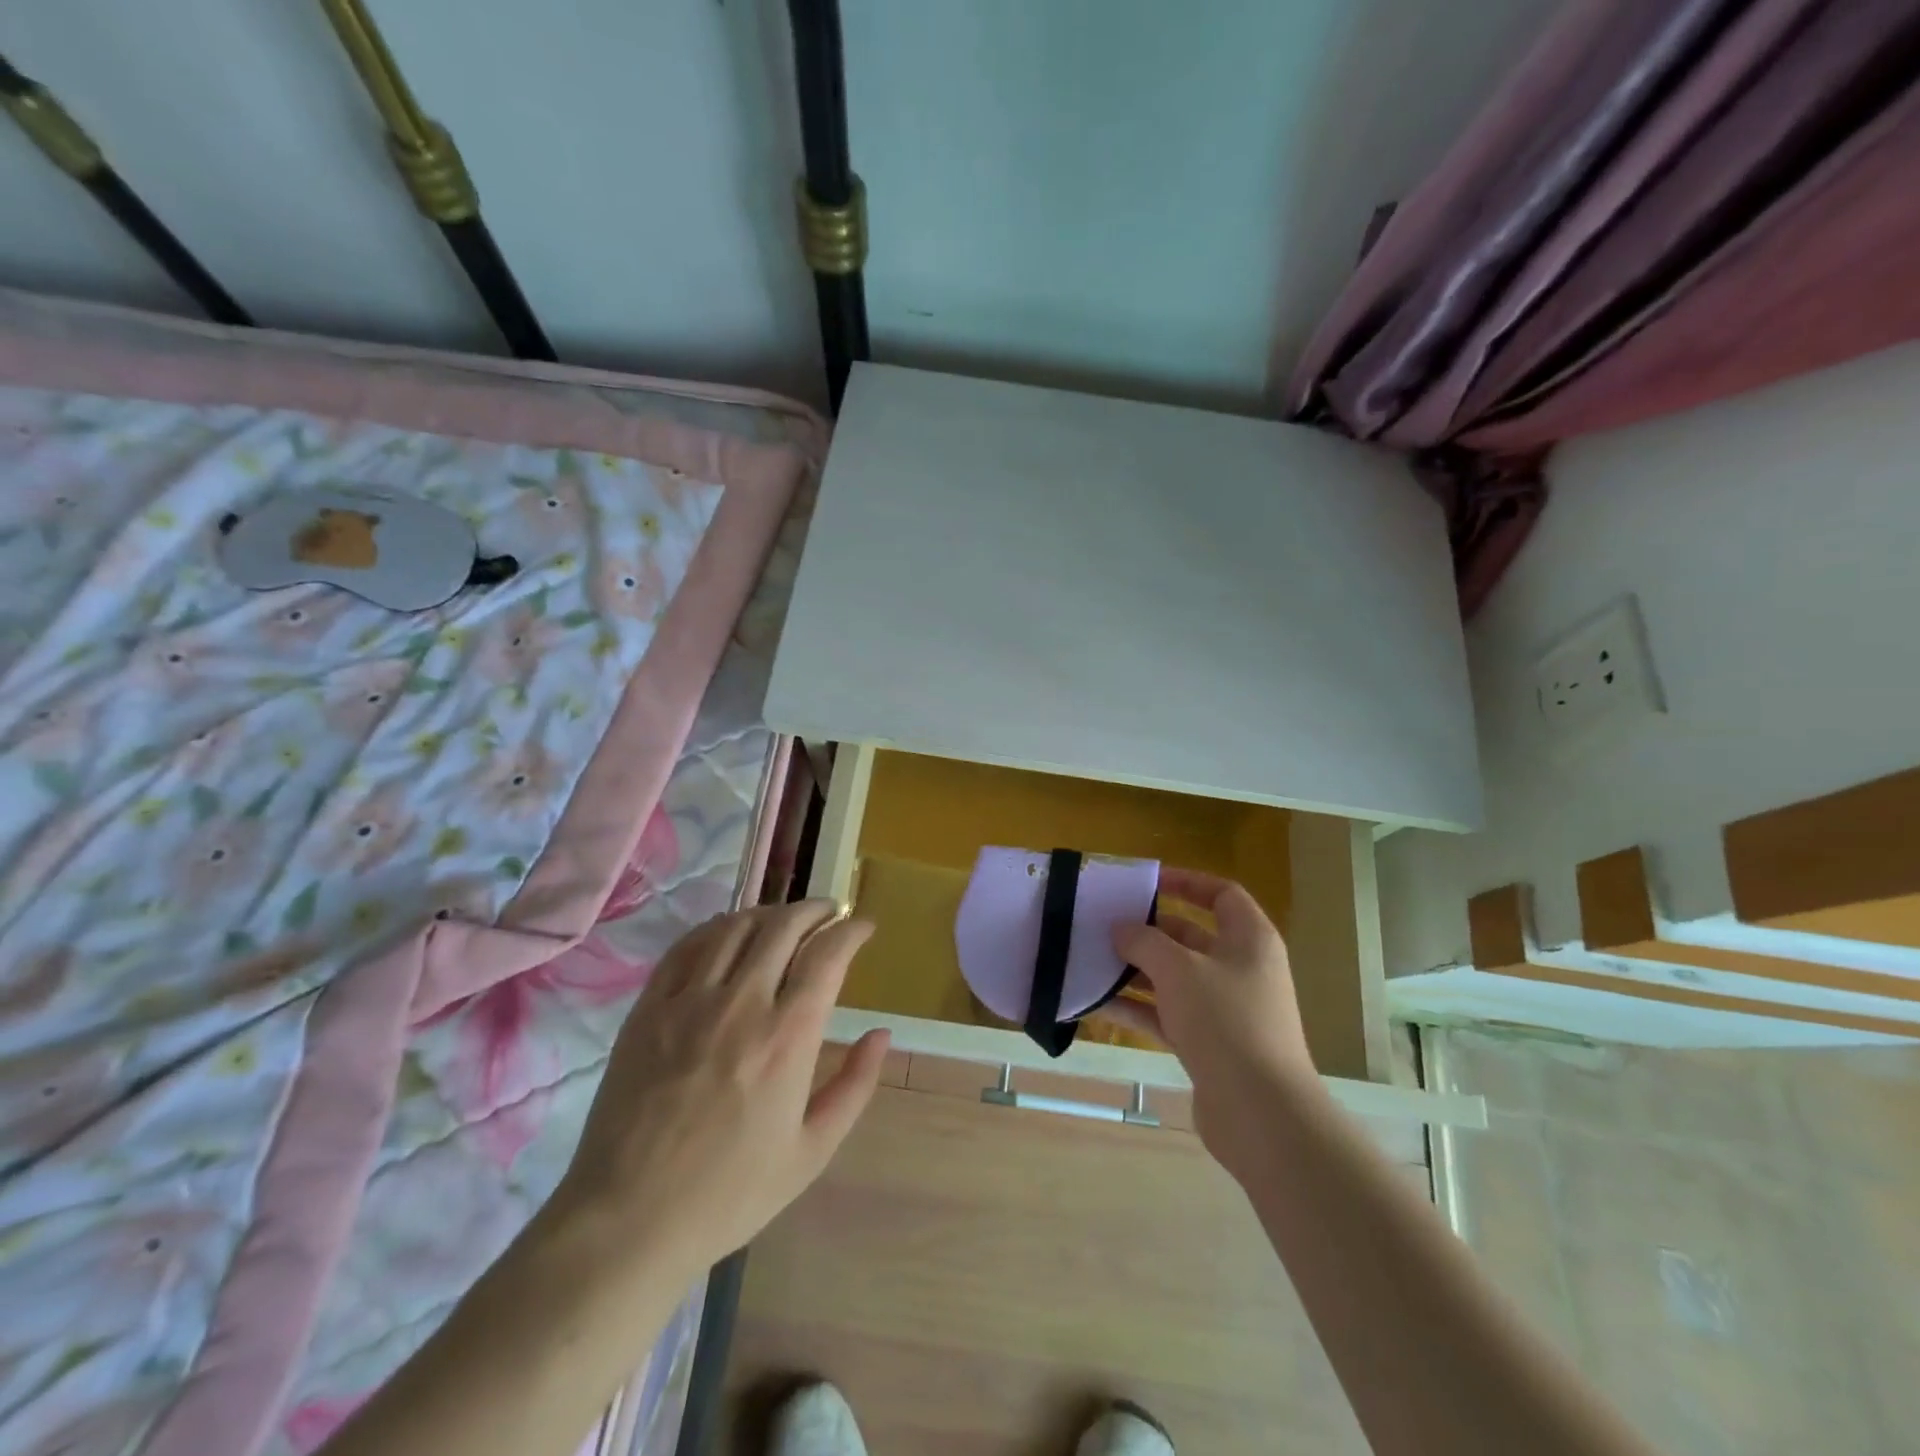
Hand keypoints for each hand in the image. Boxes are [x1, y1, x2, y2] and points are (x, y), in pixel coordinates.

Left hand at [545, 901, 888, 1285]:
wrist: (628, 1221)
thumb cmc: (730, 1193)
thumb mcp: (812, 1151)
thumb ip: (855, 1085)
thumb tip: (881, 1033)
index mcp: (787, 1038)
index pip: (827, 954)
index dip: (851, 929)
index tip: (862, 926)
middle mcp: (741, 1005)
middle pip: (783, 926)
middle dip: (815, 909)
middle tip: (829, 913)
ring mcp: (689, 1002)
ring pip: (736, 926)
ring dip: (769, 912)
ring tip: (784, 920)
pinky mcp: (649, 1008)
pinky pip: (687, 946)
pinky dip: (717, 928)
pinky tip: (729, 933)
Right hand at [1097, 868, 1322, 1170]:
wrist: (1261, 1114)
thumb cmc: (1225, 1022)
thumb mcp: (1179, 969)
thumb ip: (1144, 941)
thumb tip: (1121, 929)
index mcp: (1250, 940)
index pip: (1222, 894)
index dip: (1186, 882)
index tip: (1146, 883)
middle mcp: (1240, 969)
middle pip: (1190, 936)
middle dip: (1148, 931)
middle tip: (1105, 925)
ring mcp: (1225, 1010)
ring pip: (1174, 978)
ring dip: (1135, 971)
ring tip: (1091, 961)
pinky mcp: (1208, 1045)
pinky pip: (1167, 1014)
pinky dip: (1137, 1007)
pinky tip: (1097, 1003)